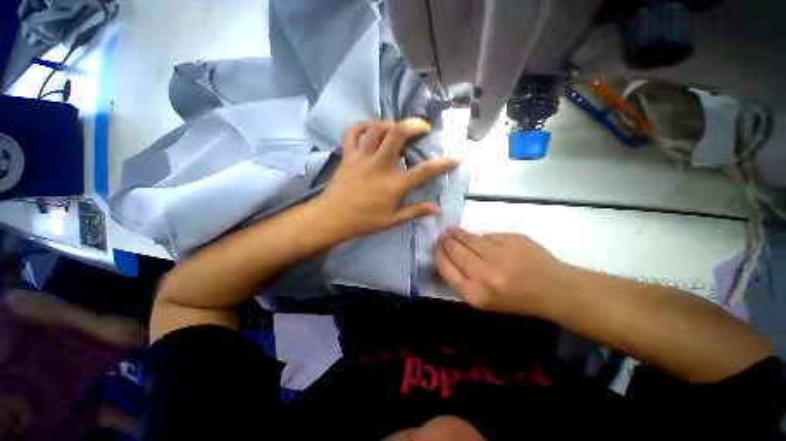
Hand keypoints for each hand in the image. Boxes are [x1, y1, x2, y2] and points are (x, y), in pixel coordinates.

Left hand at [315, 119, 459, 238]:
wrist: (333, 218)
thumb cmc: (365, 221)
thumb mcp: (393, 220)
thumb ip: (416, 211)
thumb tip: (437, 209)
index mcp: (394, 185)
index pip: (424, 171)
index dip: (443, 163)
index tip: (455, 157)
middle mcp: (380, 166)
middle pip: (398, 134)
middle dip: (414, 125)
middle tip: (422, 127)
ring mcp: (362, 158)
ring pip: (377, 129)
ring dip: (391, 123)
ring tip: (397, 128)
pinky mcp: (348, 155)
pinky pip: (353, 133)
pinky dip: (362, 126)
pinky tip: (370, 128)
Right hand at [436, 228, 573, 315]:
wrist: (553, 291)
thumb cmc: (515, 299)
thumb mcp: (482, 299)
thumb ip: (461, 279)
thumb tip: (447, 254)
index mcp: (475, 293)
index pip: (445, 267)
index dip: (438, 254)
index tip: (436, 247)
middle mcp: (484, 275)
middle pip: (454, 250)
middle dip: (445, 241)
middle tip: (443, 236)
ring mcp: (500, 255)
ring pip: (469, 238)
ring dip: (457, 233)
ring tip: (452, 230)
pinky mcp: (512, 241)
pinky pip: (487, 235)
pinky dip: (481, 237)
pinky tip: (479, 238)